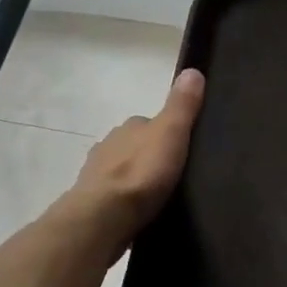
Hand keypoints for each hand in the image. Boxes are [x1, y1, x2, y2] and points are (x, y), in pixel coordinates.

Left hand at [63, 69, 205, 253]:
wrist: (104, 216)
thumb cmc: (141, 172)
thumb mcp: (171, 133)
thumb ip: (182, 106)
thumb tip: (192, 70)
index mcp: (129, 127)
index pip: (150, 123)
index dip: (167, 132)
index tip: (184, 147)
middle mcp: (109, 144)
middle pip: (135, 146)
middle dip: (150, 156)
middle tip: (174, 174)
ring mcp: (98, 173)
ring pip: (123, 170)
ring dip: (136, 178)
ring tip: (158, 194)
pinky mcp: (94, 201)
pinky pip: (115, 194)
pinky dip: (126, 198)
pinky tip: (138, 210)